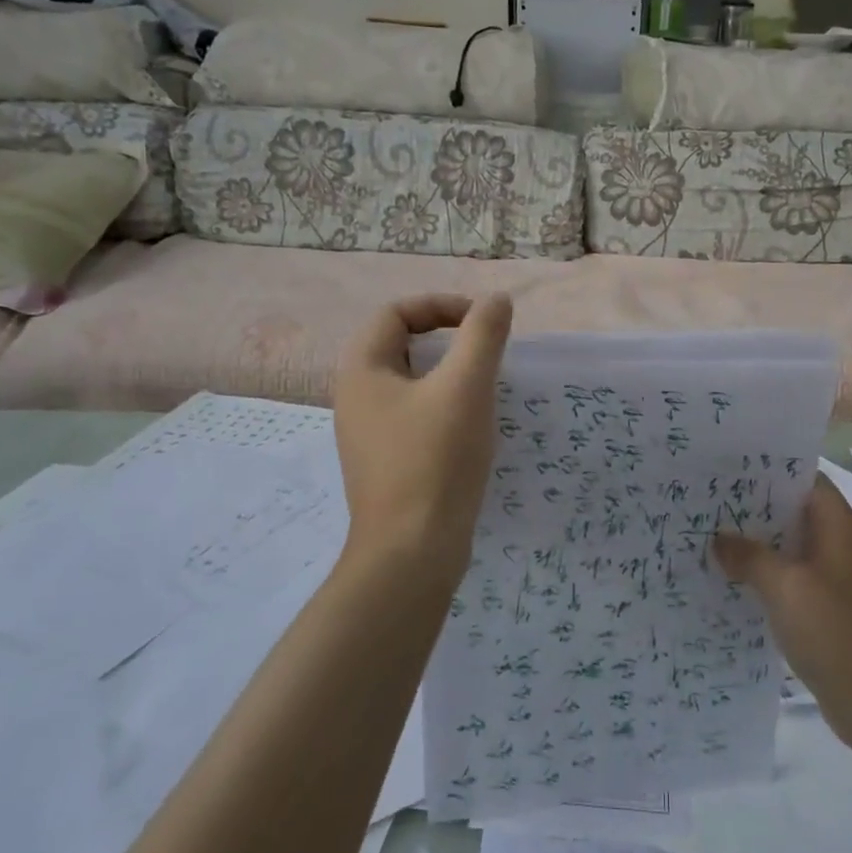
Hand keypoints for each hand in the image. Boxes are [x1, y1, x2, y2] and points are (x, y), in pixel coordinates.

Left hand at [333, 293, 512, 576]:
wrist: (412, 553)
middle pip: (400, 345)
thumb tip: (496, 300)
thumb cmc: (435, 460)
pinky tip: (473, 428)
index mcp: (362, 370)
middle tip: (486, 352)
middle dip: (447, 339)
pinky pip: (415, 416)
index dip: (441, 305)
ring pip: (411, 383)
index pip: (396, 312)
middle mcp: (355, 398)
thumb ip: (483, 335)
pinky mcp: (387, 464)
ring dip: (449, 375)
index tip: (483, 322)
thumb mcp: (466, 387)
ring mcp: (368, 434)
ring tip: (486, 387)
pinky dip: (444, 407)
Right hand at [714, 476, 851, 755]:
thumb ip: (749, 557)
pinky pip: (791, 581)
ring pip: (790, 549)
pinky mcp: (827, 611)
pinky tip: (732, 583)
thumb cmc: (834, 630)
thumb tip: (719, 539)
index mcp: (837, 528)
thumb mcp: (784, 587)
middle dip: (756, 508)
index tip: (731, 468)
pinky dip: (765, 577)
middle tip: (710, 502)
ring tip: (712, 538)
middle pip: (795, 514)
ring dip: (757, 545)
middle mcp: (838, 547)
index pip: (807, 480)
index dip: (772, 470)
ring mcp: (834, 581)